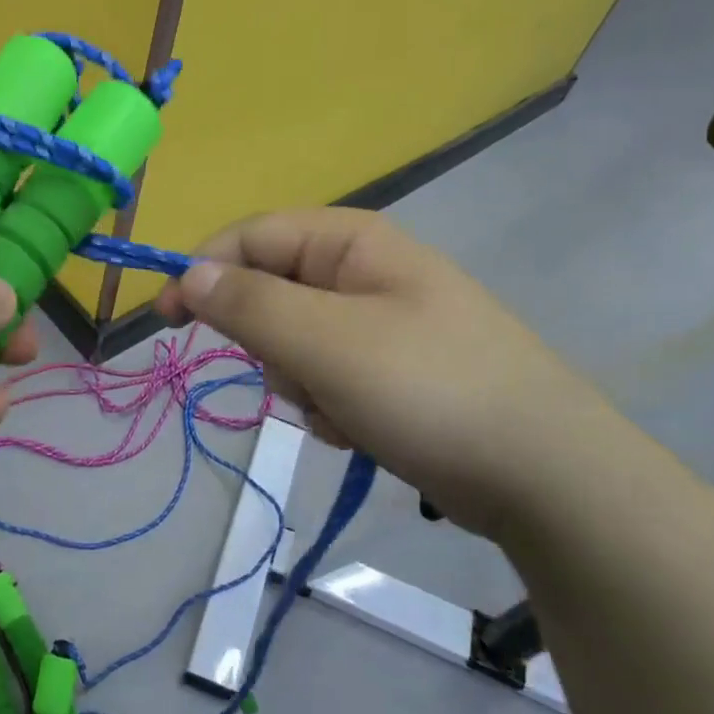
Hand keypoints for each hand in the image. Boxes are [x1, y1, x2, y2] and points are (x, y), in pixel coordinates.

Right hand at [156, 209, 640, 539]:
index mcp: (351, 242)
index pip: (251, 236)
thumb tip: (189, 274)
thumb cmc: (429, 389)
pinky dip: (330, 405)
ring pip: (293, 343)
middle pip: (270, 293)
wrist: (546, 476)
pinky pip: (326, 377)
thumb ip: (249, 304)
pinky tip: (363, 429)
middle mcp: (363, 272)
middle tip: (298, 377)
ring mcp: (379, 324)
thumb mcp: (326, 342)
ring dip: (301, 382)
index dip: (203, 271)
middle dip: (270, 344)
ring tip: (344, 411)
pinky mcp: (391, 371)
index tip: (168, 320)